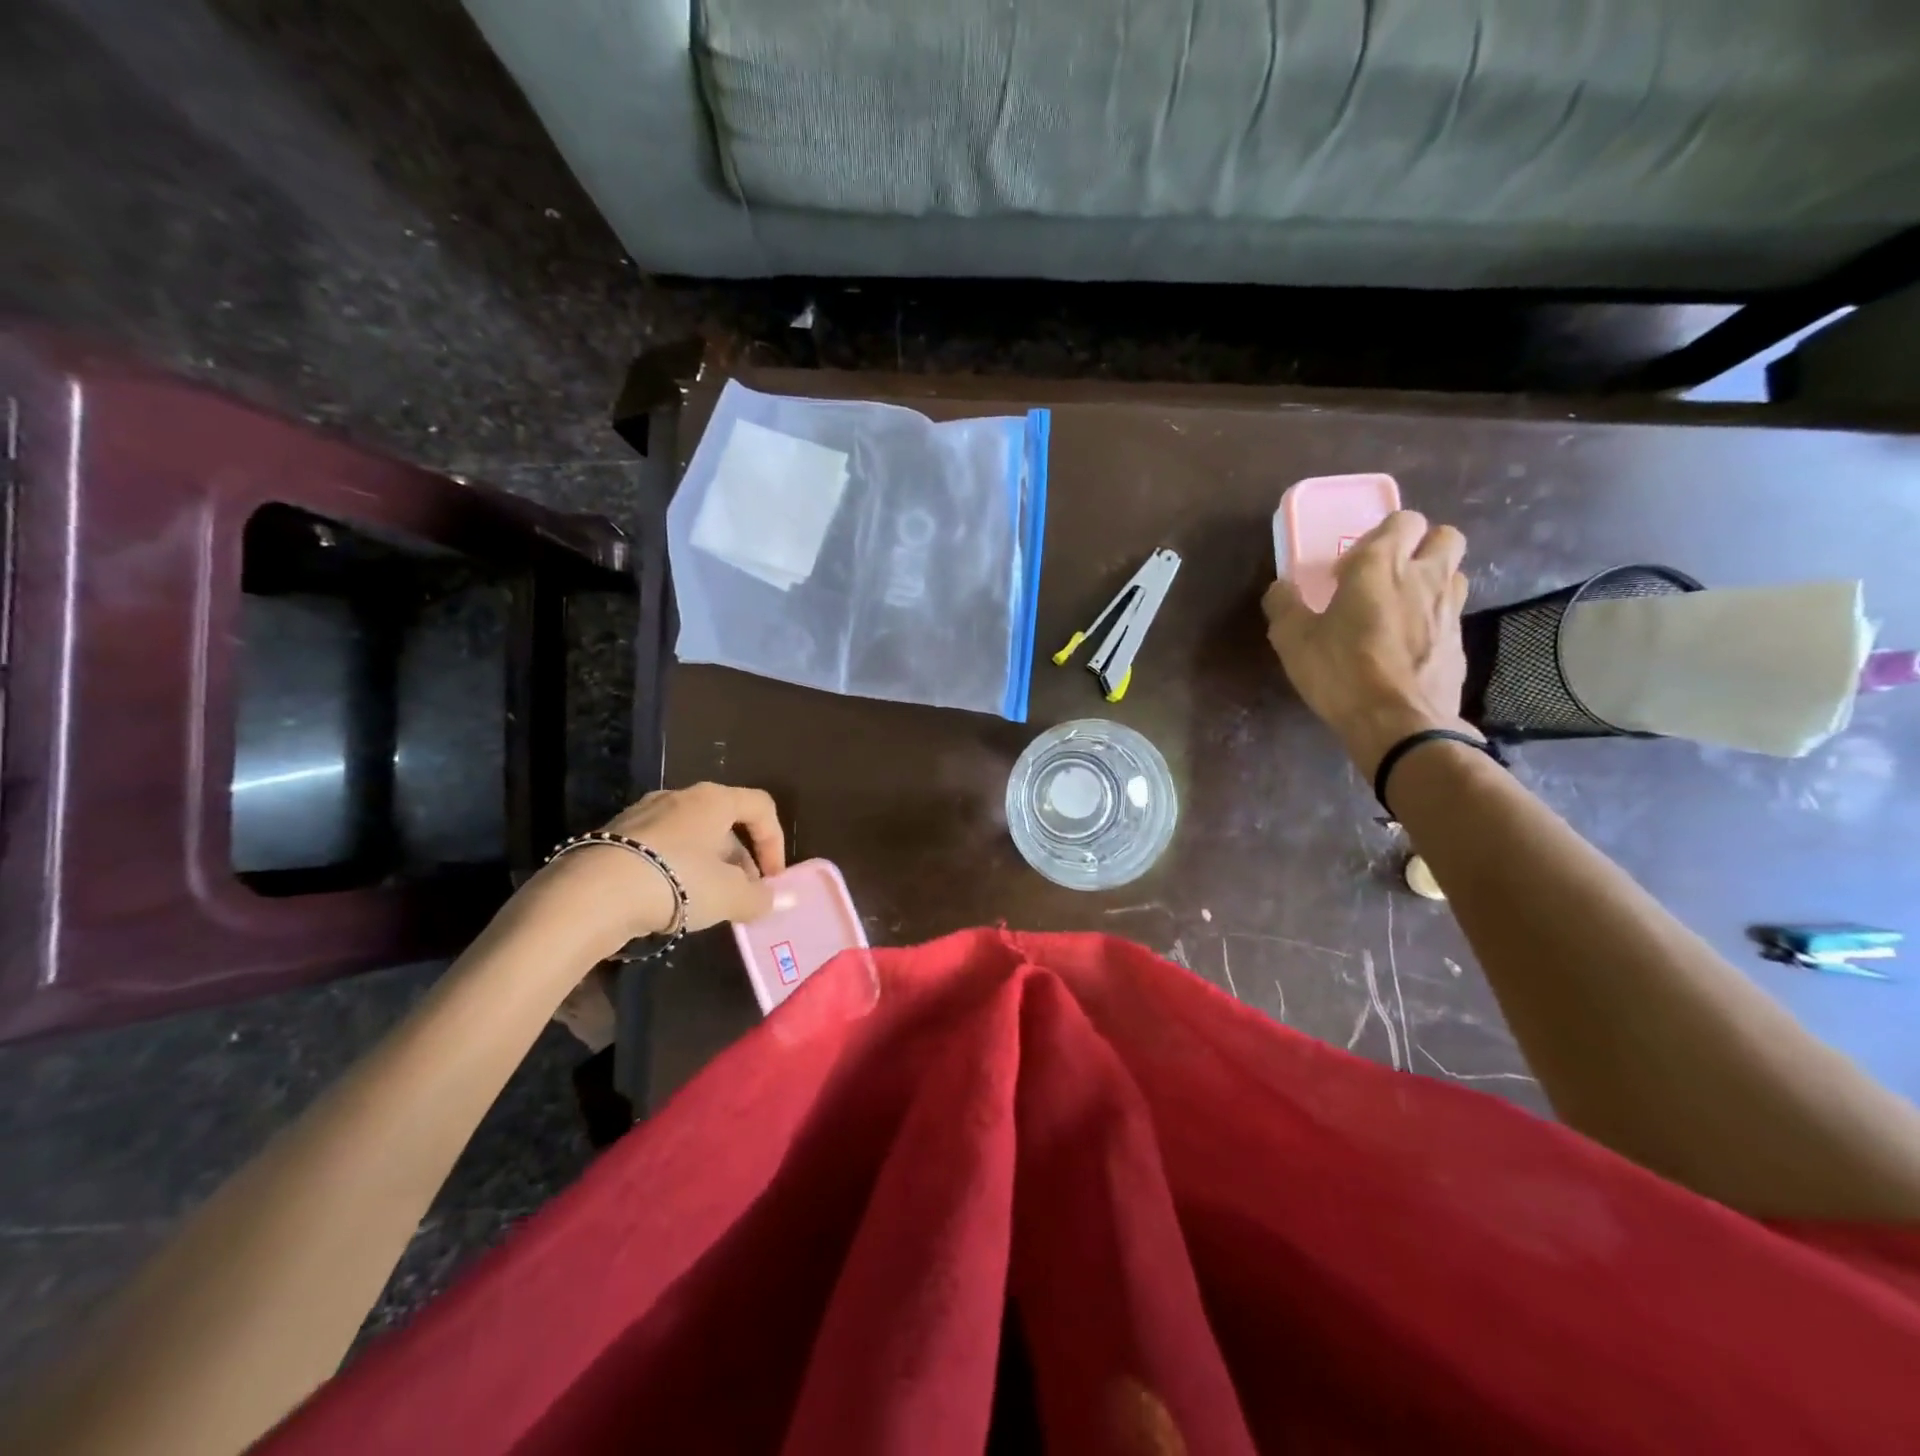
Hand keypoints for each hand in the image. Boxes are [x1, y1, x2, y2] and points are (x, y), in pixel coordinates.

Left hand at [533, 783, 786, 949]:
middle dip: (739, 861)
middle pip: (724, 823)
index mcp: (714, 799)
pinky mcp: (613, 835)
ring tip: (704, 904)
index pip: (761, 806)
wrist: (590, 894)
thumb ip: (759, 897)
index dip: (775, 842)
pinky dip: (674, 870)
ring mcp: (642, 813)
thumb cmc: (676, 881)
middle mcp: (679, 796)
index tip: (772, 879)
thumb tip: (778, 899)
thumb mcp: (729, 896)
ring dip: (707, 867)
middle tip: (740, 897)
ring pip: (691, 837)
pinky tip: (667, 902)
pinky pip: (659, 848)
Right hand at [1262, 510, 1478, 773]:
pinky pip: (1451, 615)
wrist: (1398, 723)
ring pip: (1453, 573)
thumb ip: (1284, 605)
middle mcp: (1424, 577)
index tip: (1347, 570)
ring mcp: (1449, 610)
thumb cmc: (1341, 671)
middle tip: (1387, 576)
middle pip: (1444, 536)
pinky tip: (1408, 646)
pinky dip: (1434, 620)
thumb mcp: (1293, 639)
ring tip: (1400, 609)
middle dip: (1419, 546)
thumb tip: (1281, 588)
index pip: (1402, 520)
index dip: (1377, 537)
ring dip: (1431, 580)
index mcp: (1381, 566)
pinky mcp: (1460, 643)